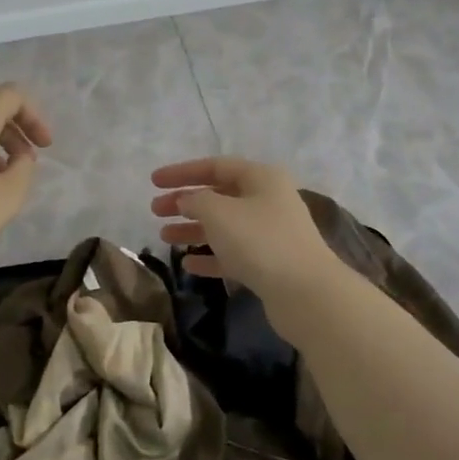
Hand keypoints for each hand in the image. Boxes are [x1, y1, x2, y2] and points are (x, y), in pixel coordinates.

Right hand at [150, 156, 338, 300]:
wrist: (306, 293)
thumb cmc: (260, 242)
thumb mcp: (220, 213)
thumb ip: (196, 201)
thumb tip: (188, 200)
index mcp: (261, 178)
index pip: (215, 166)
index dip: (182, 172)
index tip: (153, 182)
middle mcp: (268, 200)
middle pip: (219, 195)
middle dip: (185, 202)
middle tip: (155, 211)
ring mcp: (271, 233)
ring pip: (224, 226)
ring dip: (194, 229)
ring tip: (164, 238)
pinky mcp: (270, 264)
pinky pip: (233, 254)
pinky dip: (210, 256)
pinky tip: (188, 264)